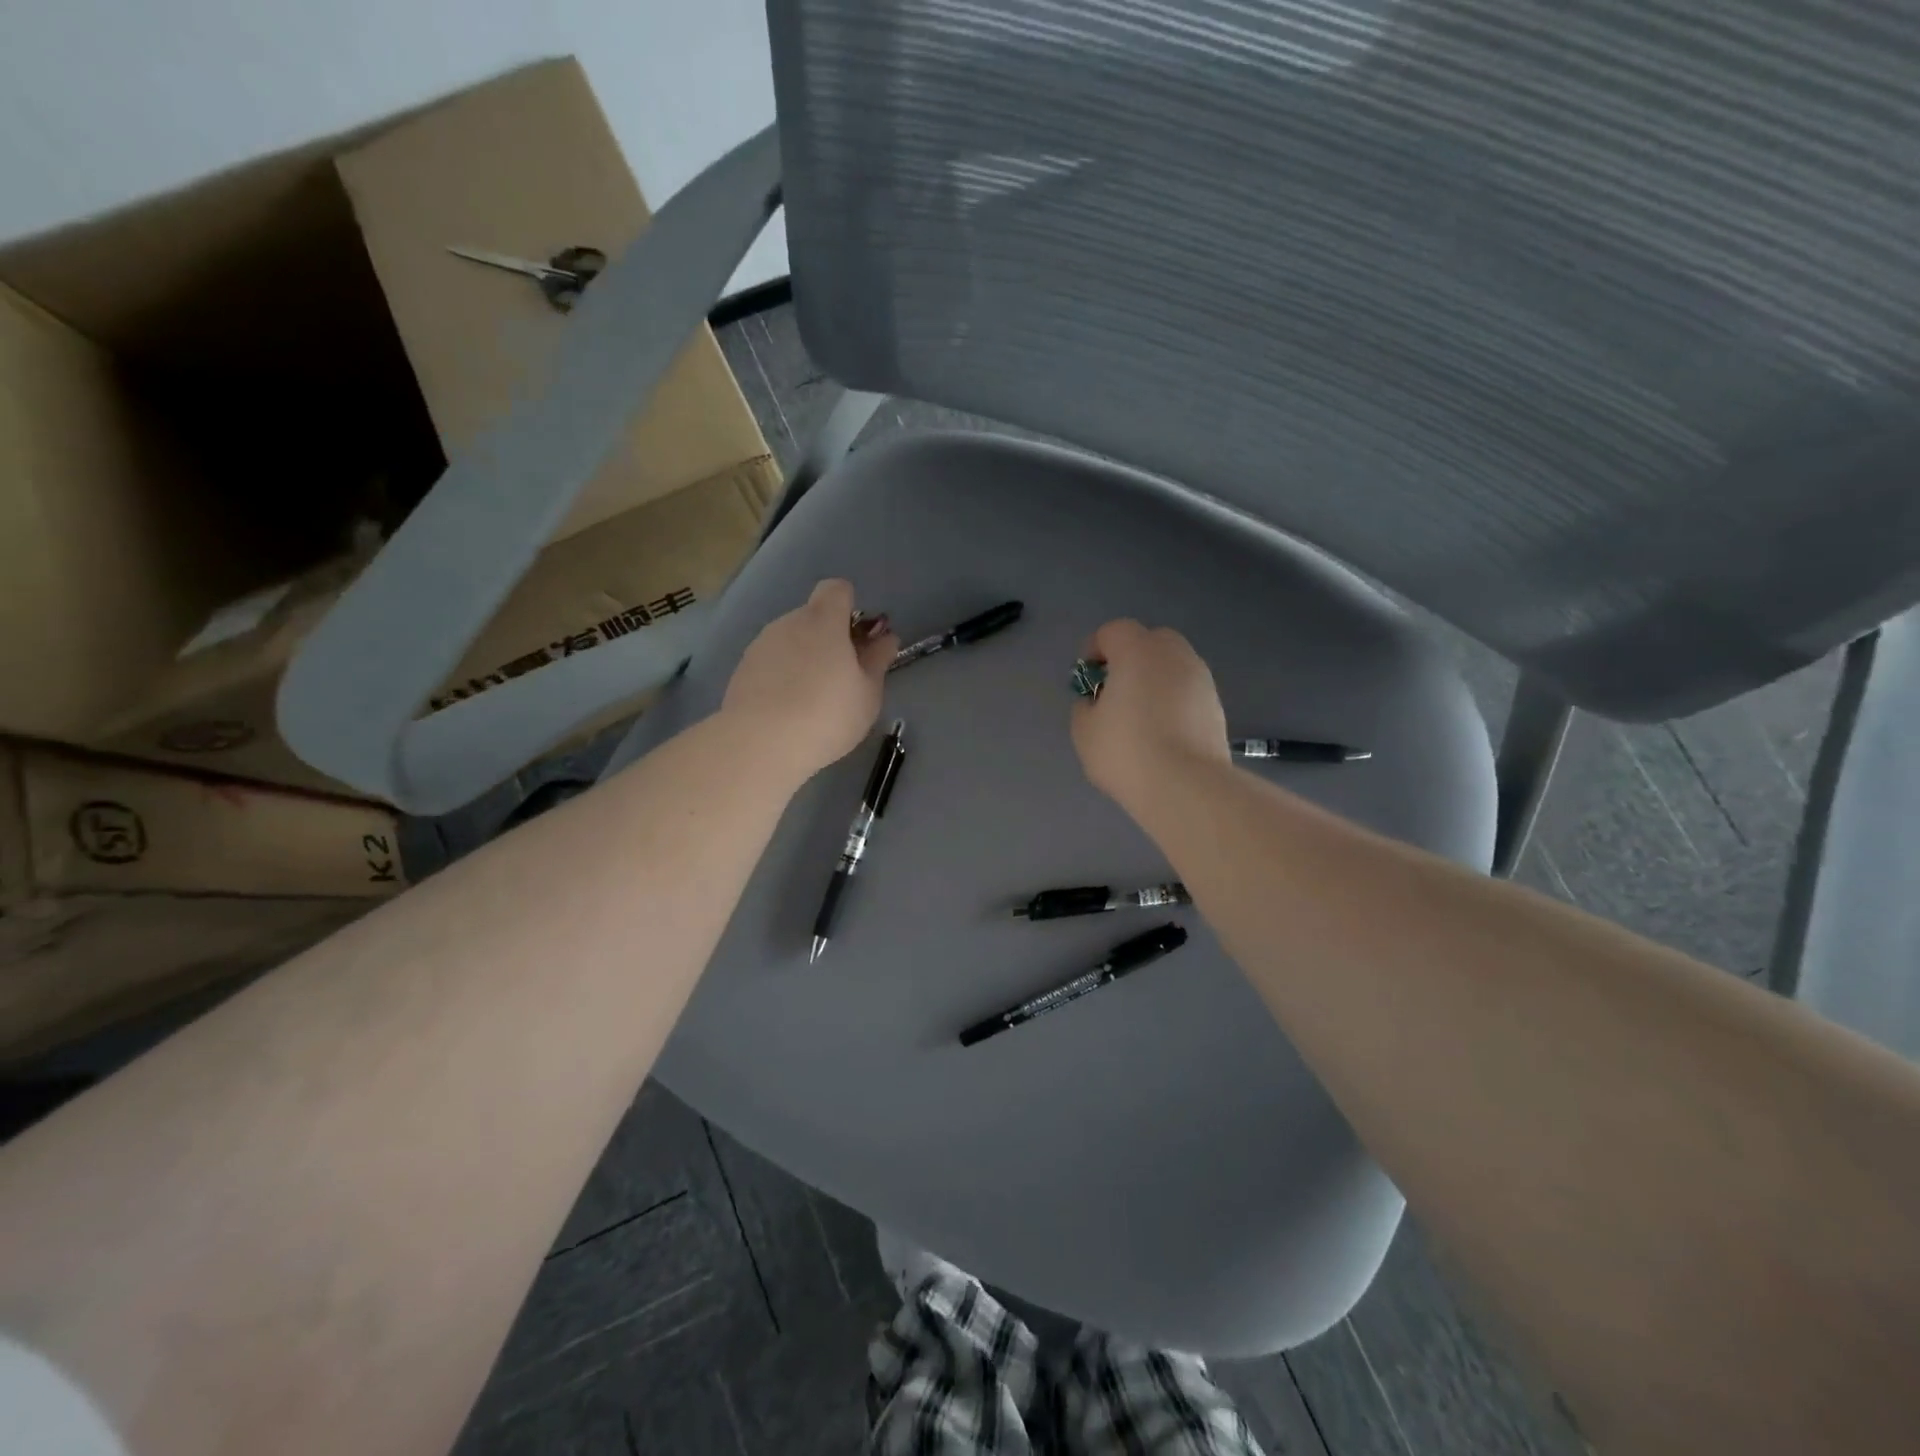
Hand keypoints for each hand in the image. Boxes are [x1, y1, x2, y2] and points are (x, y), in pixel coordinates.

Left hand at [720, 579, 898, 783]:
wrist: (761, 744)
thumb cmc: (828, 714)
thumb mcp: (868, 693)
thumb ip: (877, 660)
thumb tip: (886, 638)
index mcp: (823, 621)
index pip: (837, 589)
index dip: (850, 606)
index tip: (858, 637)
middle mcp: (788, 623)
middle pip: (813, 616)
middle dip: (829, 637)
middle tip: (843, 676)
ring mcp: (761, 645)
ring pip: (790, 640)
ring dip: (804, 657)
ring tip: (813, 699)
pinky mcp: (742, 670)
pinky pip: (771, 662)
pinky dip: (782, 676)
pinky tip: (787, 710)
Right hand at [1071, 619, 1229, 810]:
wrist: (1186, 786)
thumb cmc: (1126, 751)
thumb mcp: (1084, 731)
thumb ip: (1085, 706)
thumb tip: (1096, 702)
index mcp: (1137, 651)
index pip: (1113, 631)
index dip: (1096, 648)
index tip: (1087, 676)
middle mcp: (1174, 654)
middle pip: (1150, 641)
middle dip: (1130, 658)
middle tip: (1116, 690)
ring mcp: (1201, 679)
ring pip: (1173, 665)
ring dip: (1155, 679)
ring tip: (1141, 715)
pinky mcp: (1217, 705)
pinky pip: (1187, 691)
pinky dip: (1174, 701)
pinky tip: (1164, 733)